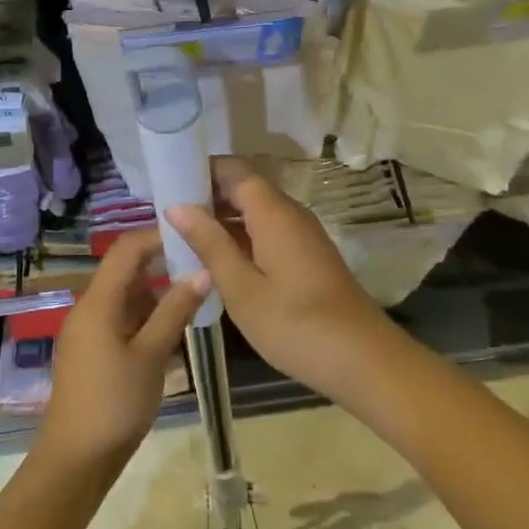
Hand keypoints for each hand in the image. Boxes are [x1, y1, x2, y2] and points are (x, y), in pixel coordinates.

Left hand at [35, 228, 206, 476]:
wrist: (75, 460)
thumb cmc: (114, 403)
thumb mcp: (151, 355)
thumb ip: (175, 310)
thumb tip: (202, 271)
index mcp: (98, 302)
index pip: (126, 249)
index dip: (157, 235)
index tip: (192, 233)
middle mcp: (90, 308)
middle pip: (126, 270)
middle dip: (162, 263)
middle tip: (202, 263)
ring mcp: (90, 331)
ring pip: (127, 297)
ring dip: (158, 292)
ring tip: (197, 294)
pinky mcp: (94, 351)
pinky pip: (123, 319)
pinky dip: (148, 316)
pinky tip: (175, 328)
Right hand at [167, 158, 407, 407]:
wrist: (362, 359)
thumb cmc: (295, 325)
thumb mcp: (242, 288)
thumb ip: (209, 244)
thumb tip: (177, 206)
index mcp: (273, 212)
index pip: (233, 169)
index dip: (200, 171)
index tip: (166, 185)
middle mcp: (290, 212)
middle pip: (244, 187)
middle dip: (206, 196)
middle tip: (166, 217)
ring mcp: (302, 233)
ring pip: (255, 210)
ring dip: (222, 219)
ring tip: (183, 238)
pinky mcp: (307, 254)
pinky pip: (267, 230)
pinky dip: (241, 237)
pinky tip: (218, 260)